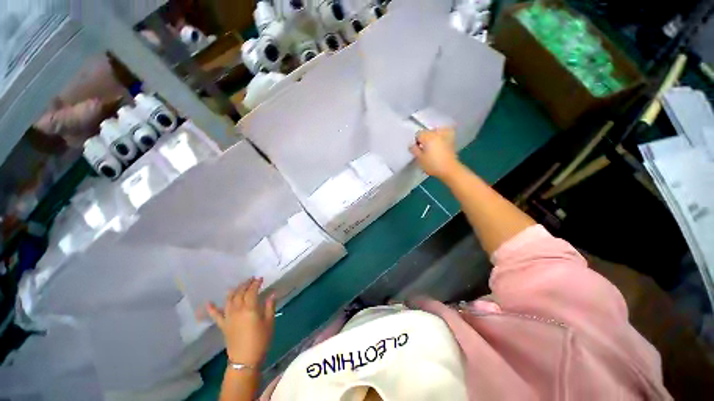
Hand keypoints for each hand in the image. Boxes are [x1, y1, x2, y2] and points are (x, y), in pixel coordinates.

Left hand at [207, 277, 275, 365]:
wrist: (245, 360)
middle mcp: (238, 310)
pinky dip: (212, 309)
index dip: (256, 283)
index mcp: (250, 309)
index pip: (252, 291)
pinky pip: (216, 316)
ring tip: (238, 286)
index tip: (260, 278)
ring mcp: (229, 317)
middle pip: (240, 293)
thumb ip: (270, 306)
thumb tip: (272, 293)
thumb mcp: (269, 322)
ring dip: (233, 291)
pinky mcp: (223, 325)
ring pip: (229, 300)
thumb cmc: (261, 340)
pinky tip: (208, 303)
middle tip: (251, 279)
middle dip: (245, 284)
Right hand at [410, 128, 459, 179]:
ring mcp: (445, 136)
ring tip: (431, 145)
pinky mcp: (451, 140)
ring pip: (436, 131)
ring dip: (432, 136)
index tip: (417, 149)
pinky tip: (440, 141)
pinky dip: (442, 135)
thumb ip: (414, 150)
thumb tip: (412, 145)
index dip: (416, 142)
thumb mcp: (420, 159)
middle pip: (427, 132)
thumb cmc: (433, 164)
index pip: (418, 134)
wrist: (449, 169)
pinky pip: (445, 133)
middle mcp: (437, 134)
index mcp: (428, 137)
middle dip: (424, 139)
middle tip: (423, 149)